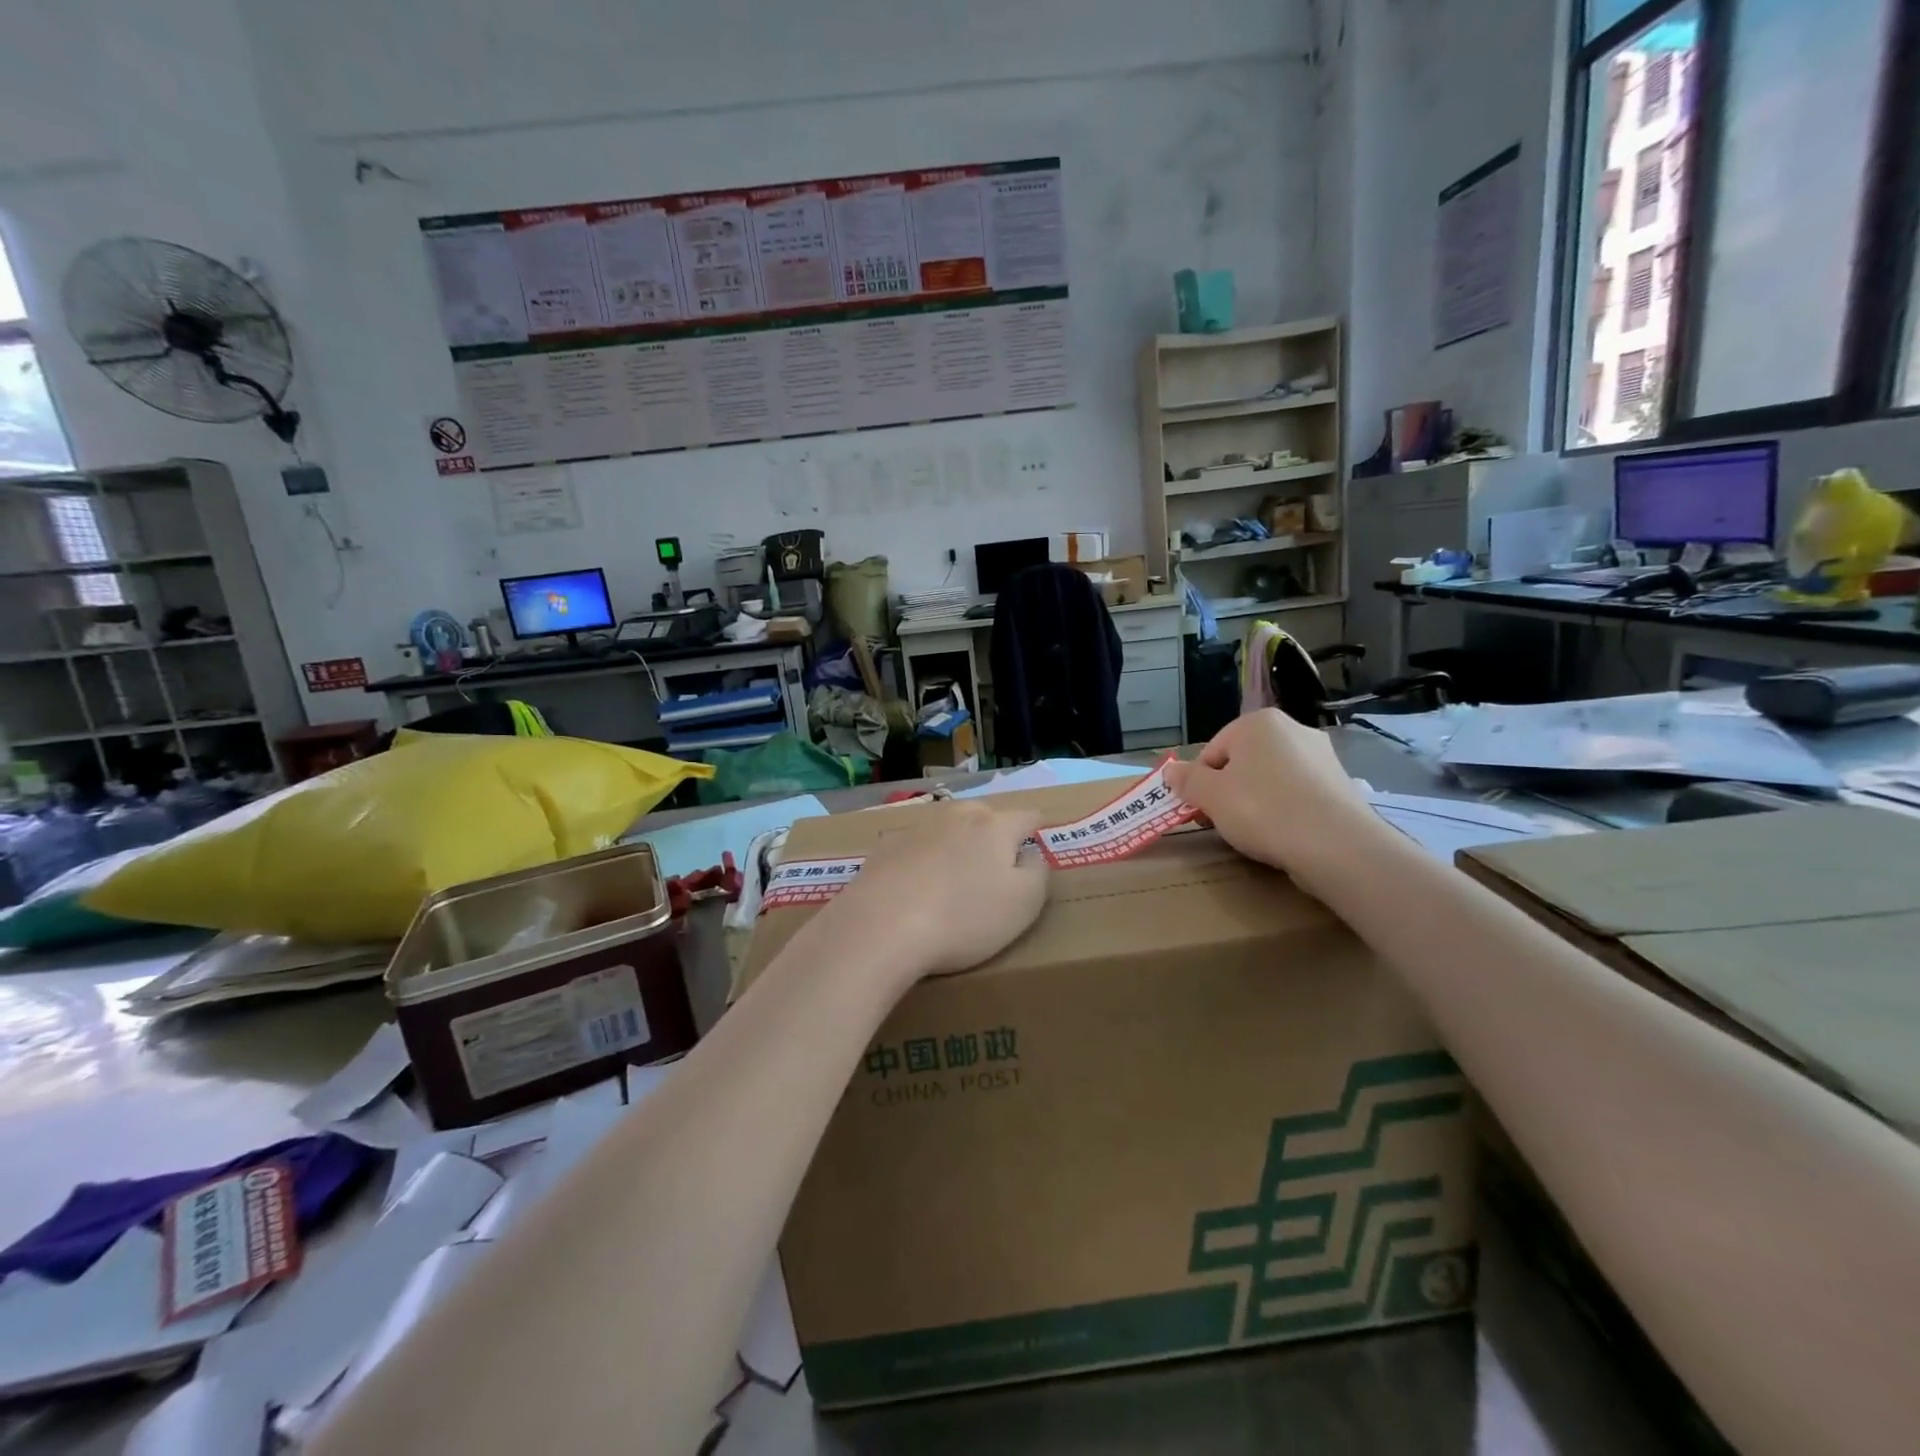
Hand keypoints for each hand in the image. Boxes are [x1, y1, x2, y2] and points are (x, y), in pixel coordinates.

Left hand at [814, 802, 1050, 980]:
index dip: (1037, 830)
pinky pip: (915, 849)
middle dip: (995, 834)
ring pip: (947, 829)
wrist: (880, 927)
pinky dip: (922, 861)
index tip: (1038, 845)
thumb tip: (1031, 855)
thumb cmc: (963, 918)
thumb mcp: (1023, 904)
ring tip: (955, 877)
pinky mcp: (884, 848)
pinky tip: (916, 888)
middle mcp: (956, 816)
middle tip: (998, 866)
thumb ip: (1037, 873)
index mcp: (995, 826)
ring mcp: (916, 829)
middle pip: (985, 816)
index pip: (1028, 816)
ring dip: (956, 846)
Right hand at [1166, 710, 1375, 882]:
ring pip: (1270, 779)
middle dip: (1227, 791)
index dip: (1200, 782)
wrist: (1337, 846)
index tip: (1200, 810)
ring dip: (1255, 802)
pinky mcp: (1340, 786)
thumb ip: (1186, 780)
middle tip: (1222, 823)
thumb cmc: (1263, 810)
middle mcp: (1293, 729)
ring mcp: (1322, 757)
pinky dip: (1285, 812)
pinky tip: (1283, 836)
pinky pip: (1297, 796)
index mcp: (1259, 722)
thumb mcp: (1210, 796)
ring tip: (1254, 834)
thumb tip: (1170, 770)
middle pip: (1242, 762)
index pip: (1212, 750)